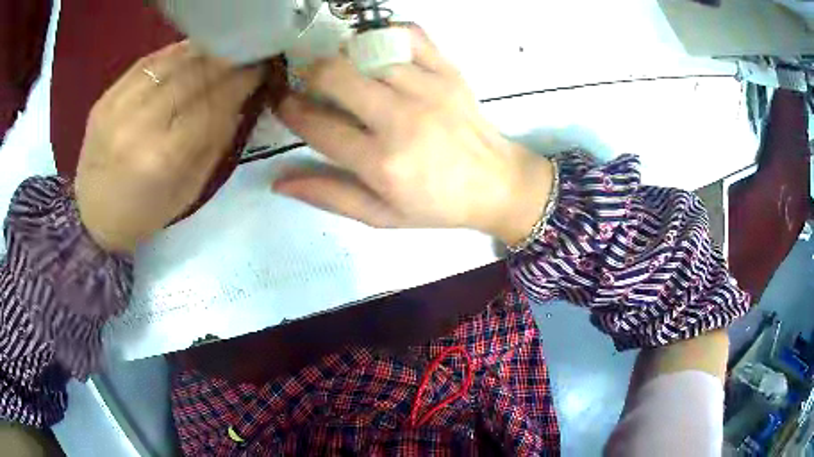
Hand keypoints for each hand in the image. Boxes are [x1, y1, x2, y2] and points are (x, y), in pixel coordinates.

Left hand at [75, 42, 261, 252]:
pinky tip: (190, 51)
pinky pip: (146, 63)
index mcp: (162, 159)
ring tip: (222, 49)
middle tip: (246, 54)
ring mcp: (117, 108)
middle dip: (226, 61)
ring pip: (170, 63)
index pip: (211, 105)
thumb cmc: (143, 215)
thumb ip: (213, 143)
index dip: (240, 82)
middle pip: (192, 77)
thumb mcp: (188, 193)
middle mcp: (138, 127)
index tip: (261, 69)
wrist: (92, 218)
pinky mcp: (105, 99)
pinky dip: (173, 53)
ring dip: (202, 52)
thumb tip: (237, 101)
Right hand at [274, 26, 553, 244]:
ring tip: (349, 73)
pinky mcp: (449, 70)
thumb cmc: (436, 204)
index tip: (283, 102)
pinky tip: (379, 52)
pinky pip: (409, 34)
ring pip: (366, 50)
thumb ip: (329, 195)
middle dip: (311, 75)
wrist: (496, 183)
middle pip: (335, 74)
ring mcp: (429, 88)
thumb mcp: (380, 216)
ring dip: (346, 57)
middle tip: (314, 85)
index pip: (317, 125)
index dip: (289, 110)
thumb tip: (278, 181)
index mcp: (382, 163)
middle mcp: (402, 119)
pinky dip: (385, 35)